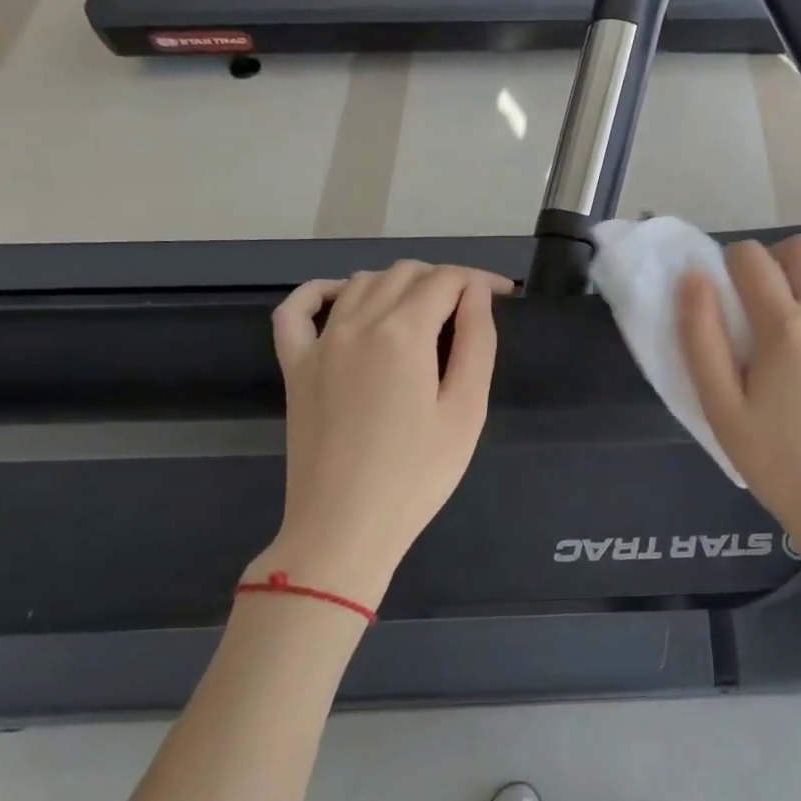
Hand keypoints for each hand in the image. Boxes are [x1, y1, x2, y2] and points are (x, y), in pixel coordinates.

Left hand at [253, 262, 510, 607]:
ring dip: (399, 283)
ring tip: (426, 310)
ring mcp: (319, 343)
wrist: (344, 527)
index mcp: (403, 333)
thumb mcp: (466, 410)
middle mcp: (357, 324)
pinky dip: (323, 292)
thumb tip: (477, 293)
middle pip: (405, 273)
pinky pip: (297, 309)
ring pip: (361, 282)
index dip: (481, 279)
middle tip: (471, 309)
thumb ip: (477, 342)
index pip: (446, 280)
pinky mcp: (294, 367)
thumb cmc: (418, 475)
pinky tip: (344, 298)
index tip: (505, 294)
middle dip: (445, 279)